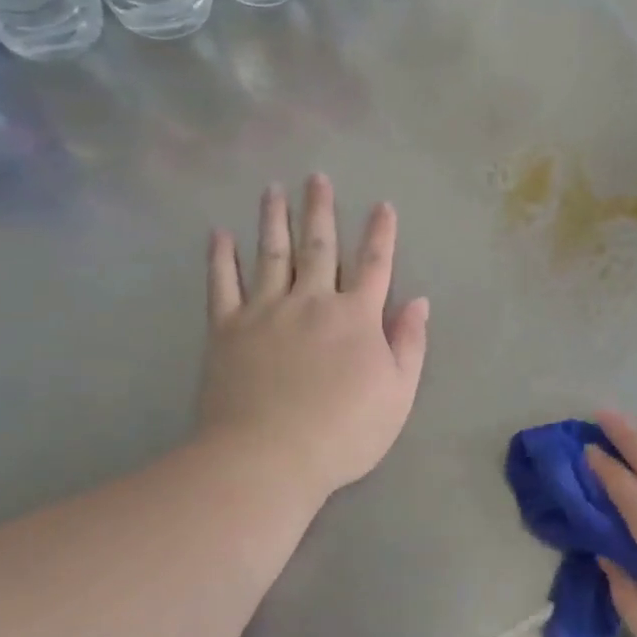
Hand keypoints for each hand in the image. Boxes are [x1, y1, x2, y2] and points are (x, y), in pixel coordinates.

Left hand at [201, 175, 428, 500]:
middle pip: (318, 247)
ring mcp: (265, 311)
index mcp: (356, 317)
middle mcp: (311, 302)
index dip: (381, 234)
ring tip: (272, 190)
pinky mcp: (227, 329)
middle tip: (316, 177)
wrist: (268, 458)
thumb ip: (409, 344)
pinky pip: (222, 284)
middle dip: (320, 210)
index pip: (374, 265)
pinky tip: (218, 234)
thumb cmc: (343, 432)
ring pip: (270, 254)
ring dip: (273, 219)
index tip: (382, 205)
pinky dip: (220, 257)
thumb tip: (418, 302)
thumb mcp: (397, 394)